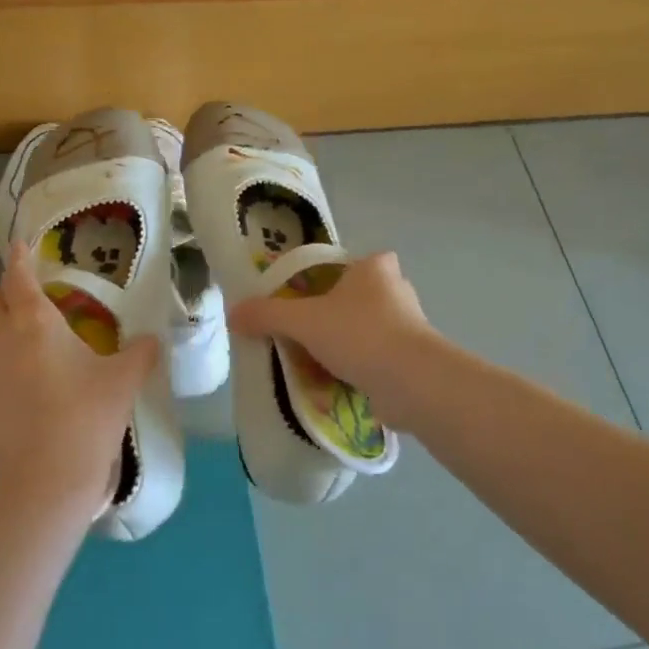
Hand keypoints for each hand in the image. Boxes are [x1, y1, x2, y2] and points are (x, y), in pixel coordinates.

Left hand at [0, 245, 161, 518]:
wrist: (44, 484)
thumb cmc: (87, 418)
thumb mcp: (124, 381)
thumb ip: (141, 353)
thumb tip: (153, 339)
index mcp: (36, 323)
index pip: (18, 277)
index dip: (19, 257)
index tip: (19, 244)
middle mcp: (2, 341)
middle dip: (9, 294)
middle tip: (33, 299)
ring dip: (6, 335)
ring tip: (34, 351)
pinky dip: (3, 375)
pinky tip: (25, 398)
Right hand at [225, 252, 437, 424]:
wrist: (412, 383)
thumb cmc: (359, 334)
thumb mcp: (303, 321)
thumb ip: (267, 315)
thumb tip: (232, 314)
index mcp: (374, 267)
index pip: (346, 264)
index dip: (325, 280)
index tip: (304, 301)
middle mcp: (397, 289)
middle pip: (355, 298)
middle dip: (333, 316)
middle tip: (304, 334)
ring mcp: (411, 326)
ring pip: (367, 330)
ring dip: (345, 346)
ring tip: (316, 364)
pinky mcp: (415, 359)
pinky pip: (377, 358)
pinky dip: (360, 369)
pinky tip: (338, 384)